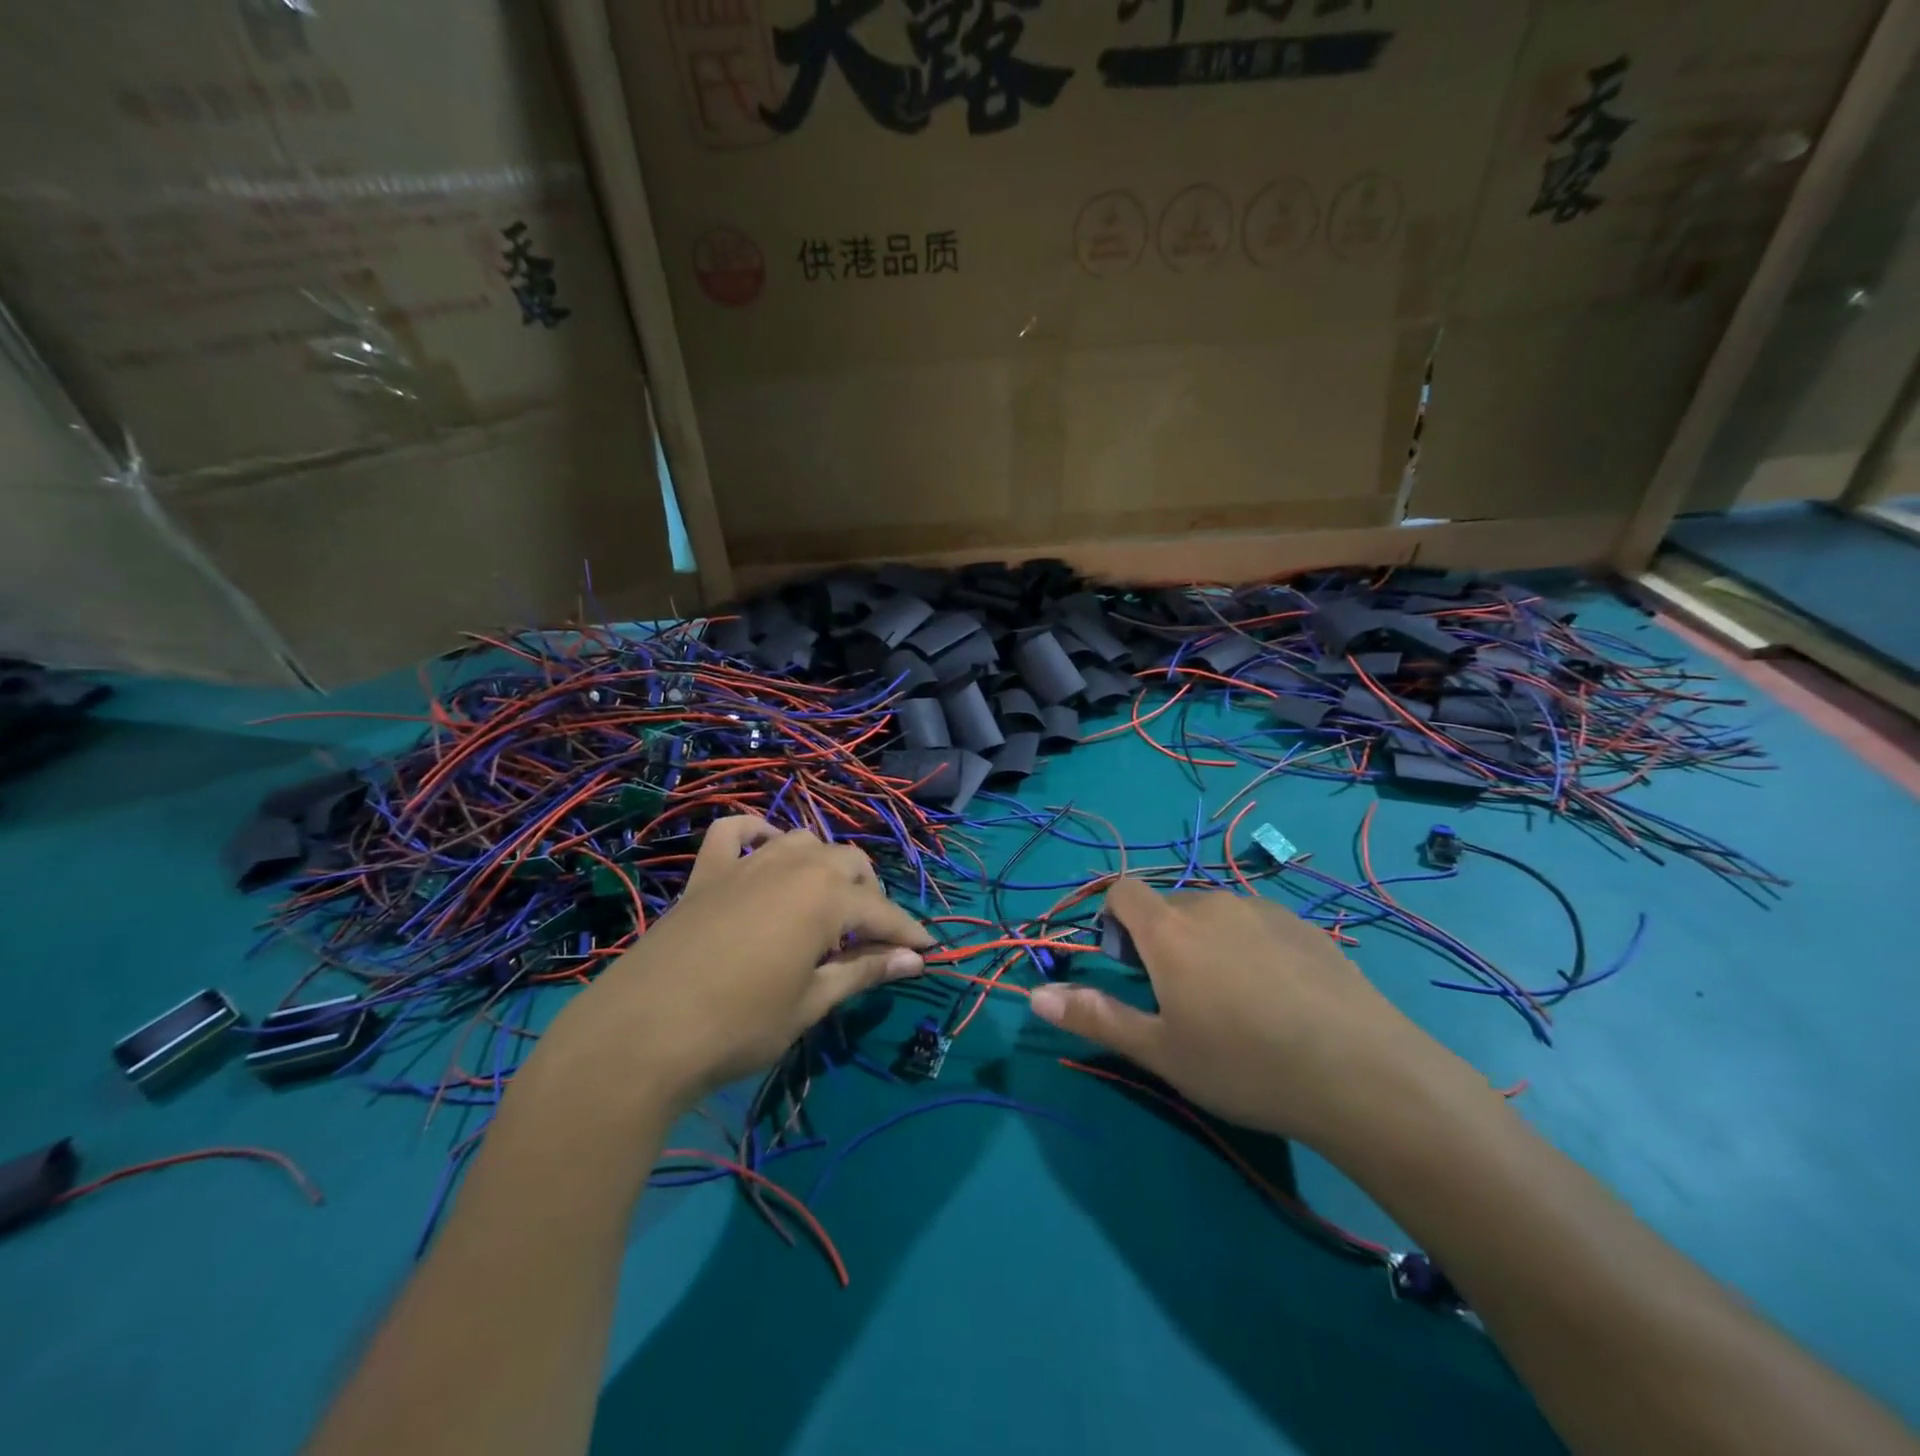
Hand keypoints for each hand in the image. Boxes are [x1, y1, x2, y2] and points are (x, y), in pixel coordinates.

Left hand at [531, 817, 930, 1110]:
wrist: (642, 1034)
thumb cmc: (740, 1025)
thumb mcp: (811, 1003)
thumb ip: (864, 971)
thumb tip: (915, 961)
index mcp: (826, 897)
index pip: (882, 911)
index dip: (908, 933)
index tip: (928, 951)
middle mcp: (793, 865)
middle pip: (849, 863)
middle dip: (870, 894)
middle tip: (874, 937)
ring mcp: (746, 863)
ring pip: (802, 840)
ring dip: (824, 864)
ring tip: (827, 900)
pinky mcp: (706, 873)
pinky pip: (734, 832)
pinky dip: (755, 834)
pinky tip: (763, 852)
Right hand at [1028, 878, 1482, 1151]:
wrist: (1363, 1075)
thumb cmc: (1244, 1064)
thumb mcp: (1160, 1051)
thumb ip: (1094, 1017)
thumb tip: (1034, 996)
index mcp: (1169, 929)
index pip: (1124, 889)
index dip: (1114, 918)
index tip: (1127, 965)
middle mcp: (1212, 904)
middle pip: (1169, 902)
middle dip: (1159, 935)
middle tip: (1178, 996)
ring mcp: (1264, 910)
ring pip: (1215, 913)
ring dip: (1205, 940)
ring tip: (1232, 1000)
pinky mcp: (1306, 927)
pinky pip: (1257, 923)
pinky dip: (1248, 946)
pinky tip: (1278, 998)